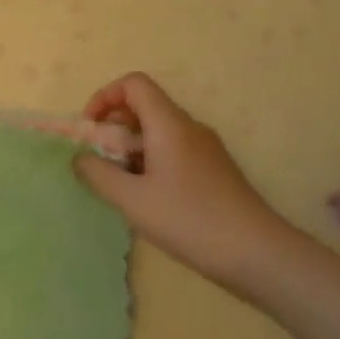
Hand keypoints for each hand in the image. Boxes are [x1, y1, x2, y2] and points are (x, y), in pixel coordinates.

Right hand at [73, 73, 292, 287]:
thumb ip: (98, 174)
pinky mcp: (215, 171)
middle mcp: (189, 127)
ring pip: (158, 131)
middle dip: (114, 126)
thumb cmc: (190, 220)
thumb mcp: (132, 200)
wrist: (260, 255)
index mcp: (169, 123)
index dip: (105, 96)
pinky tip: (149, 199)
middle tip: (100, 160)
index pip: (133, 84)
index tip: (91, 128)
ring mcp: (206, 149)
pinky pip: (174, 151)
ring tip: (121, 185)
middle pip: (144, 106)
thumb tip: (79, 158)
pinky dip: (151, 162)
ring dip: (131, 147)